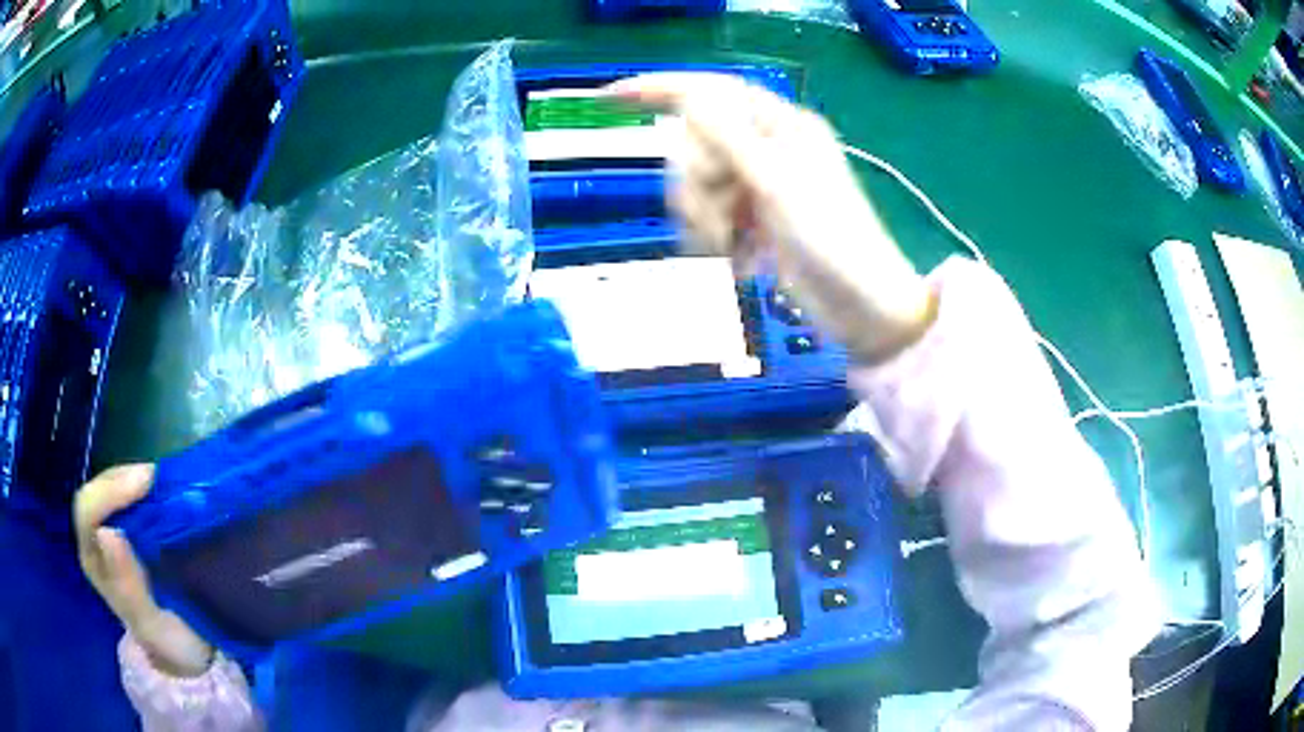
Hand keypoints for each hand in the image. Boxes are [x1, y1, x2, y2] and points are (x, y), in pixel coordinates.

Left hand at [74, 464, 214, 677]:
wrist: (187, 653)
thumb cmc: (169, 643)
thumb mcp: (151, 623)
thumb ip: (126, 586)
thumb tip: (107, 533)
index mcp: (94, 562)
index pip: (87, 511)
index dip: (110, 492)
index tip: (144, 484)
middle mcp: (95, 542)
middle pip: (96, 493)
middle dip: (121, 479)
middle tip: (156, 478)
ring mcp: (111, 533)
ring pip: (109, 489)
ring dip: (132, 479)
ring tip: (161, 482)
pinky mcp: (129, 530)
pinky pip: (127, 497)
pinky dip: (142, 487)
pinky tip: (161, 491)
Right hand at [608, 73, 936, 362]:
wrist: (860, 307)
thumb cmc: (831, 241)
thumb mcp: (777, 184)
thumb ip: (728, 138)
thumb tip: (689, 98)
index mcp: (778, 125)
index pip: (708, 93)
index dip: (657, 90)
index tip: (607, 99)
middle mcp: (765, 148)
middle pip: (693, 147)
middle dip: (697, 187)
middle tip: (727, 218)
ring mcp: (758, 185)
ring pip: (695, 186)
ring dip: (705, 221)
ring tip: (735, 248)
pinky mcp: (753, 219)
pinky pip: (707, 217)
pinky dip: (714, 241)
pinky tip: (741, 262)